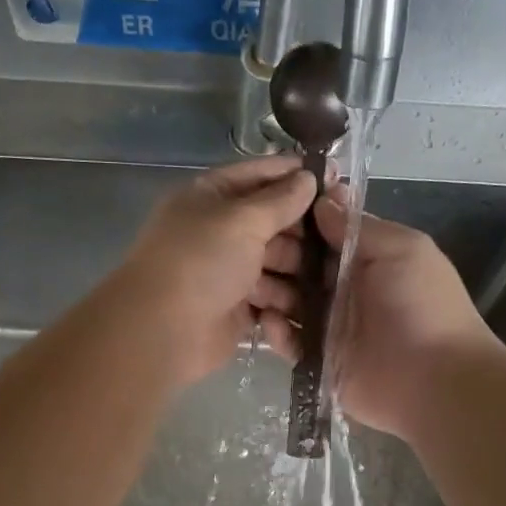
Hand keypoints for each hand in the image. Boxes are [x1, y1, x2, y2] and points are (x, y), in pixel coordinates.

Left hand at [120, 157, 316, 385]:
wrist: (163, 330)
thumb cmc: (200, 262)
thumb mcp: (242, 219)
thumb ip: (279, 199)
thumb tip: (309, 177)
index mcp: (211, 197)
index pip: (259, 176)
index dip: (295, 175)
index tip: (335, 178)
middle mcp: (220, 232)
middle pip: (273, 223)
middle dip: (304, 232)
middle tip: (342, 239)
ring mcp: (228, 272)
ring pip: (277, 264)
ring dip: (300, 271)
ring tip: (331, 278)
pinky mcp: (238, 309)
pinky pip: (272, 299)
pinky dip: (288, 302)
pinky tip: (314, 305)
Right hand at [262, 195, 496, 439]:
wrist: (435, 380)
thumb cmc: (423, 305)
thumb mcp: (402, 249)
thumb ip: (358, 228)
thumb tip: (321, 202)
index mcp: (365, 258)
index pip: (322, 232)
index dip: (297, 221)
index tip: (267, 208)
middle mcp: (343, 288)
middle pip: (298, 265)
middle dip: (273, 254)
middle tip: (243, 250)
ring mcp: (329, 325)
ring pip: (288, 302)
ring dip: (267, 291)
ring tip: (245, 283)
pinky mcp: (319, 359)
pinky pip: (289, 341)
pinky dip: (276, 332)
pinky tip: (268, 322)